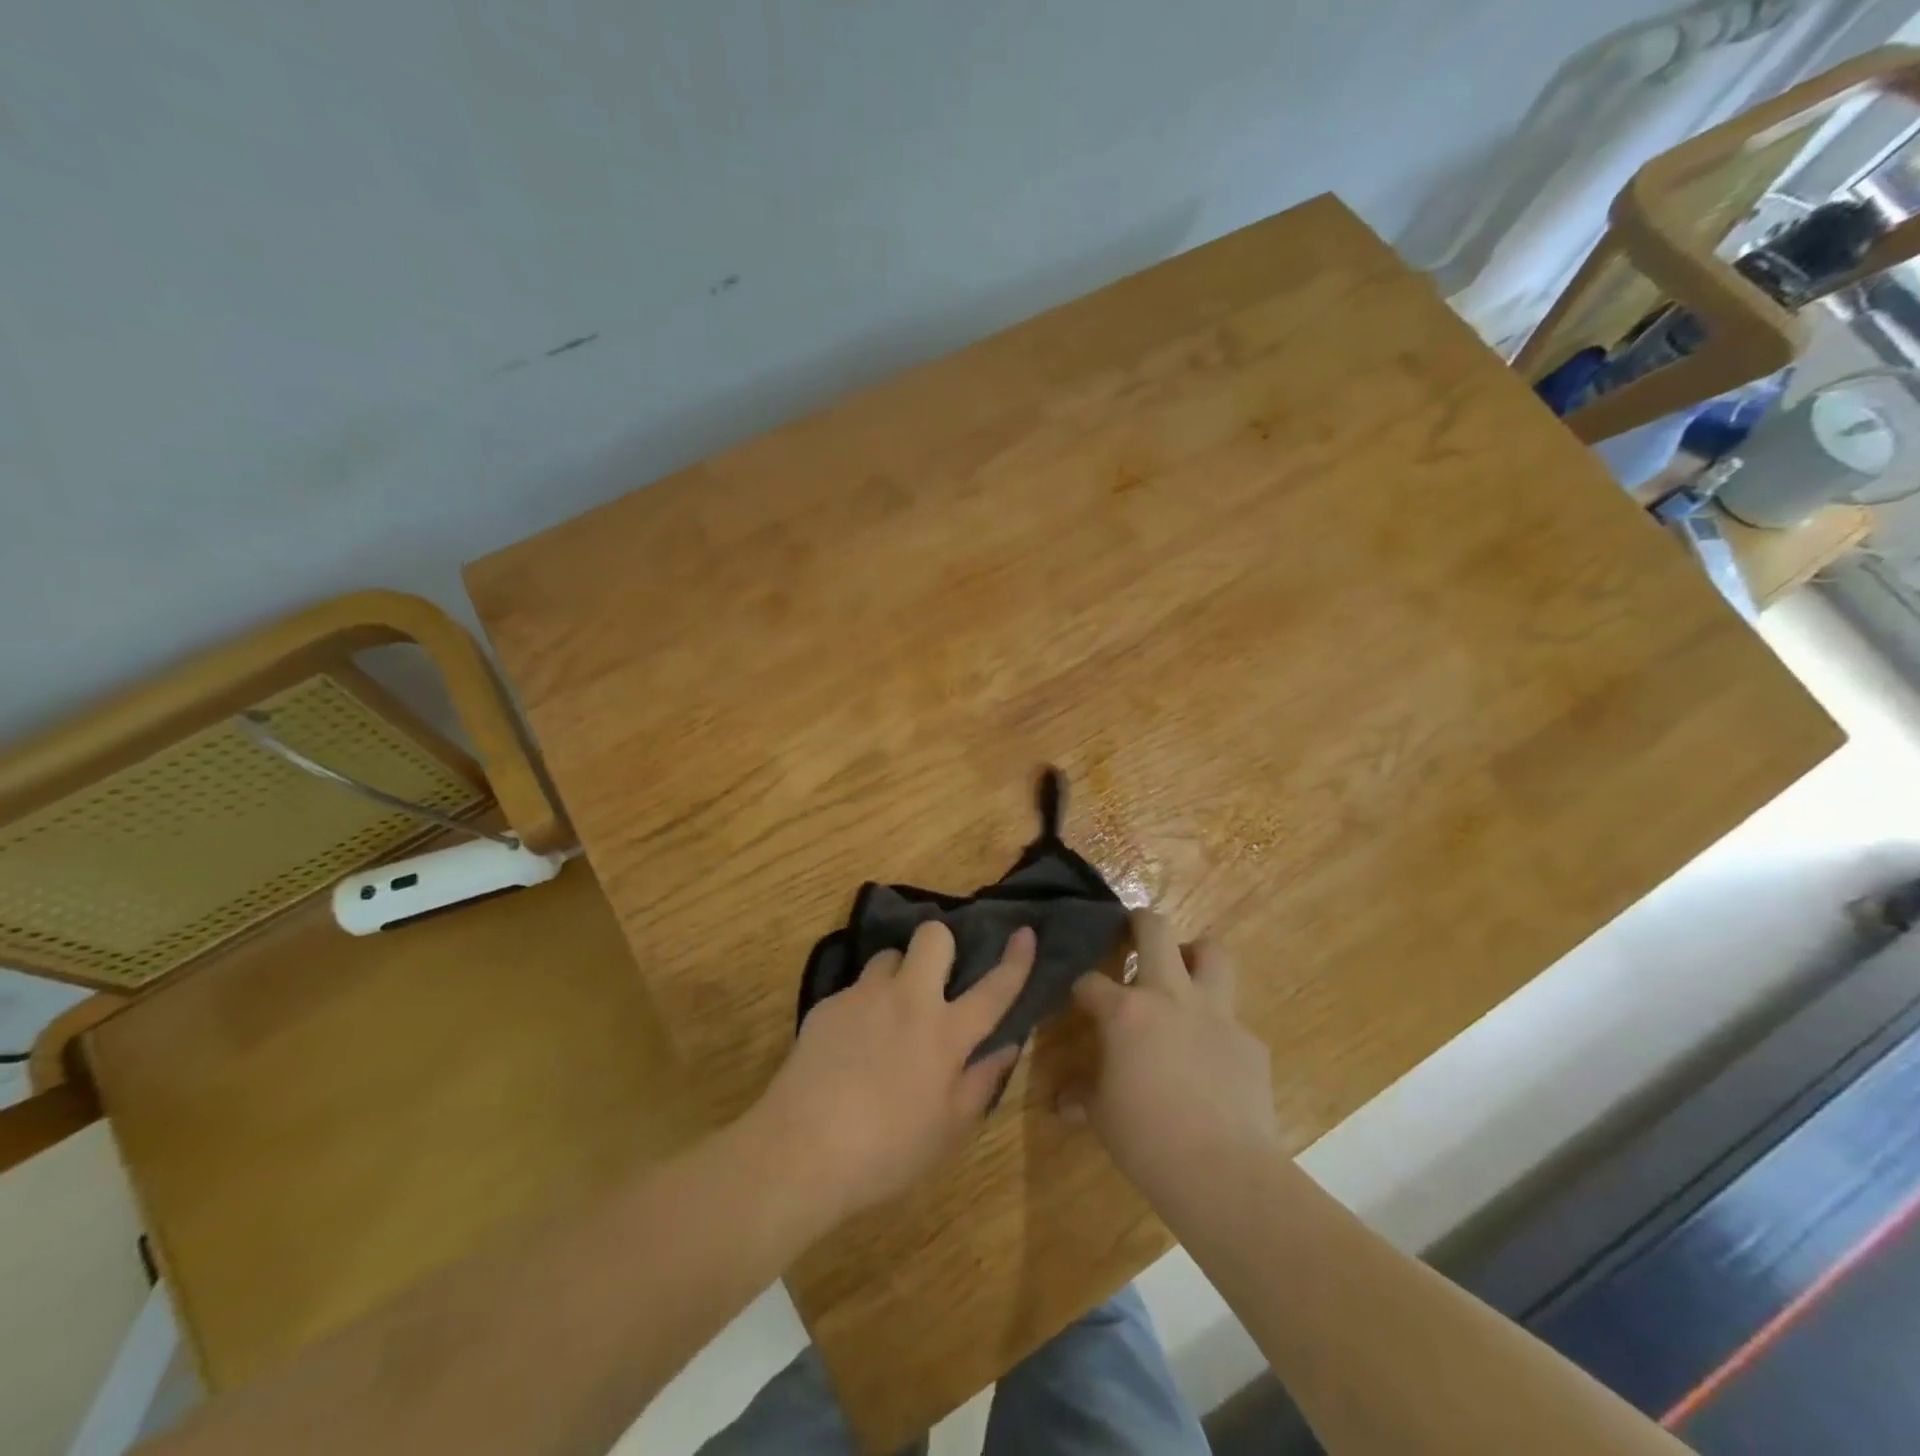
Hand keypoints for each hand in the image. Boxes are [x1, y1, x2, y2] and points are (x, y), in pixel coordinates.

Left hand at [755, 921, 1033, 1223]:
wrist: (801, 1149)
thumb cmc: (887, 1150)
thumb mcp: (948, 1130)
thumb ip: (981, 1081)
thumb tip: (1007, 1046)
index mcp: (946, 1033)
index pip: (994, 989)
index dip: (1015, 960)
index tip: (1024, 932)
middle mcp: (909, 1000)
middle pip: (933, 937)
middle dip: (941, 944)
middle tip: (935, 978)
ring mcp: (864, 996)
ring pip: (889, 956)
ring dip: (897, 975)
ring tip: (887, 1012)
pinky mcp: (828, 1004)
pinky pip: (855, 988)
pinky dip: (862, 1005)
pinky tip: (849, 1044)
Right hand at [1062, 910, 1277, 1206]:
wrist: (1223, 1172)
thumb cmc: (1147, 1139)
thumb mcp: (1102, 1116)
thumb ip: (1084, 1096)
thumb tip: (1064, 1101)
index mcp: (1126, 1011)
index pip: (1091, 982)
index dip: (1081, 988)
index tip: (1079, 998)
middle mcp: (1170, 997)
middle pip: (1156, 931)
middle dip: (1140, 922)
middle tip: (1133, 930)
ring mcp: (1215, 1014)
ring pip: (1212, 953)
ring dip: (1195, 955)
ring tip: (1183, 972)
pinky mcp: (1249, 1042)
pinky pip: (1232, 1019)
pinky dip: (1218, 1026)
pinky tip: (1211, 1056)